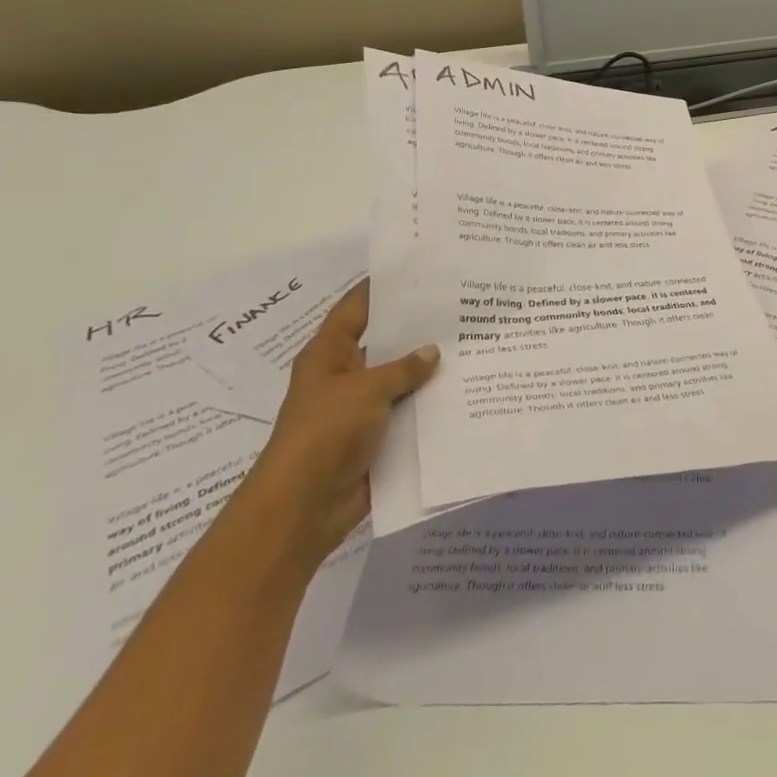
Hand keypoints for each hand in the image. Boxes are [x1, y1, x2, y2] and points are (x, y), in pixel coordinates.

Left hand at [238, 279, 438, 567]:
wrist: (304, 508)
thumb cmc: (325, 434)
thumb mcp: (366, 390)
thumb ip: (403, 368)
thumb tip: (432, 351)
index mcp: (329, 353)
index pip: (358, 307)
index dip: (385, 287)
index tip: (422, 268)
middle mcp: (344, 375)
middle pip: (384, 341)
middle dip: (418, 327)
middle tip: (462, 304)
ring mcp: (360, 407)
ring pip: (400, 378)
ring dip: (428, 368)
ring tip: (472, 342)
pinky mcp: (376, 436)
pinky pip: (407, 411)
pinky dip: (429, 403)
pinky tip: (465, 388)